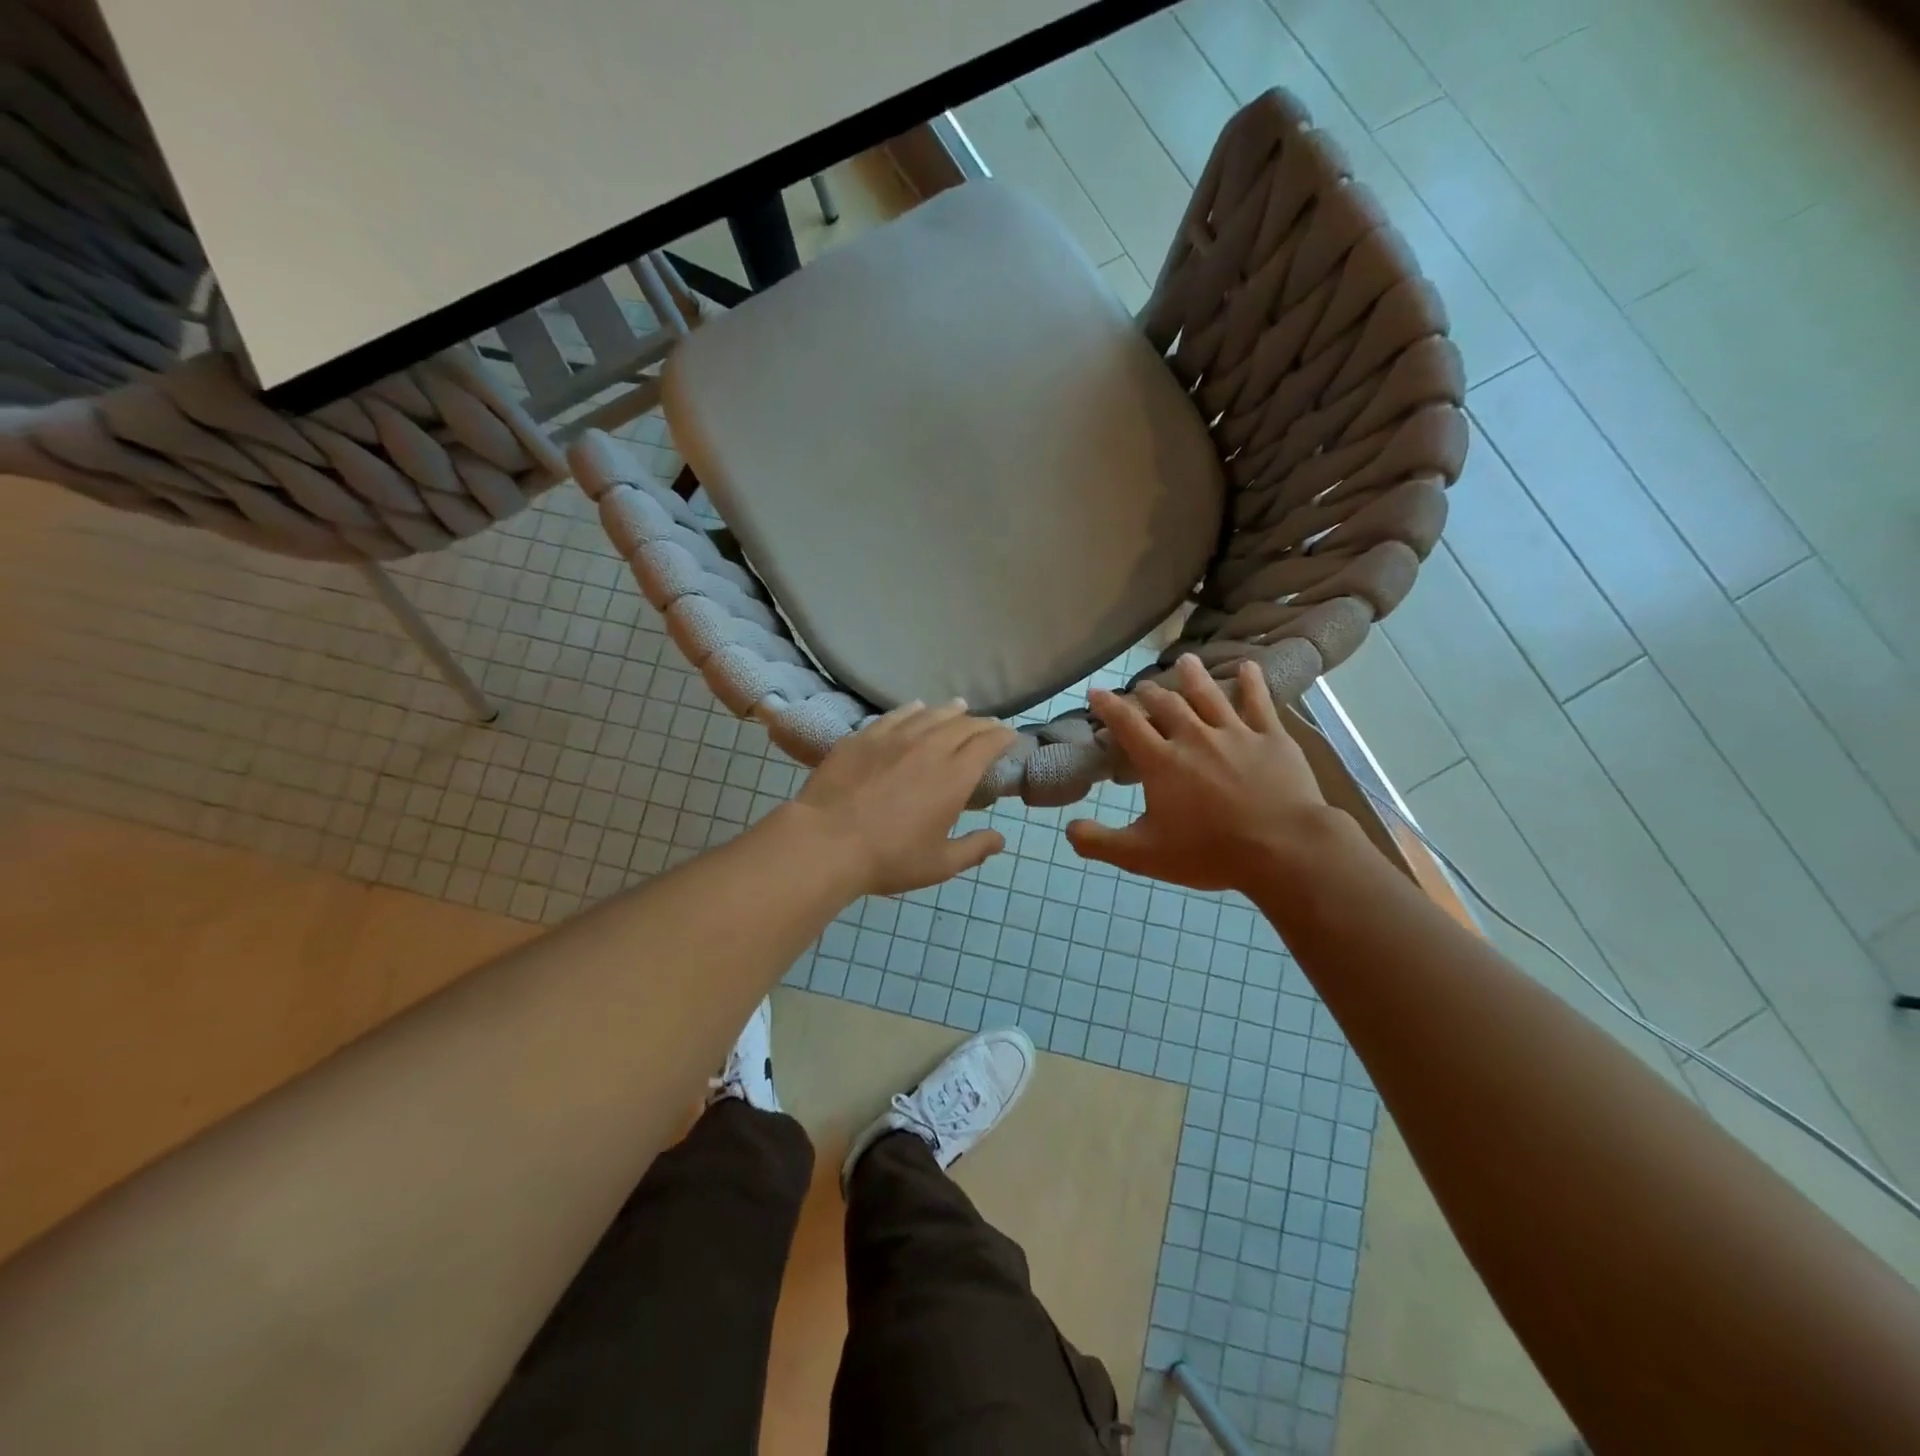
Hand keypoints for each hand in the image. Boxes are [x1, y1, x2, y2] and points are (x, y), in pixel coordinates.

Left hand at [788, 701, 1016, 896]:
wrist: (826, 842)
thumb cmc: (888, 858)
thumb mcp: (939, 864)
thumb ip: (974, 849)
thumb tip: (1000, 839)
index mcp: (954, 777)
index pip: (987, 744)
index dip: (1002, 737)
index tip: (1010, 736)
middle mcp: (929, 748)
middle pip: (962, 725)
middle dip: (981, 723)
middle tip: (988, 726)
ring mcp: (894, 738)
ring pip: (930, 714)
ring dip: (950, 711)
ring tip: (959, 707)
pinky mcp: (863, 737)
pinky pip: (895, 715)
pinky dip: (912, 710)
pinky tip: (915, 708)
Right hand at [1066, 655, 1334, 892]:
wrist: (1283, 849)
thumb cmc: (1209, 853)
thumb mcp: (1143, 856)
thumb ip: (1100, 842)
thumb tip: (1068, 828)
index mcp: (1161, 761)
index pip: (1127, 724)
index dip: (1108, 705)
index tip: (1096, 691)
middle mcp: (1194, 737)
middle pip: (1167, 705)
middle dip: (1150, 693)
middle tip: (1142, 687)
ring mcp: (1235, 733)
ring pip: (1209, 695)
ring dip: (1194, 677)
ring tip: (1185, 661)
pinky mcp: (1271, 738)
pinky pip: (1259, 703)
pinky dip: (1252, 683)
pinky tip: (1248, 667)